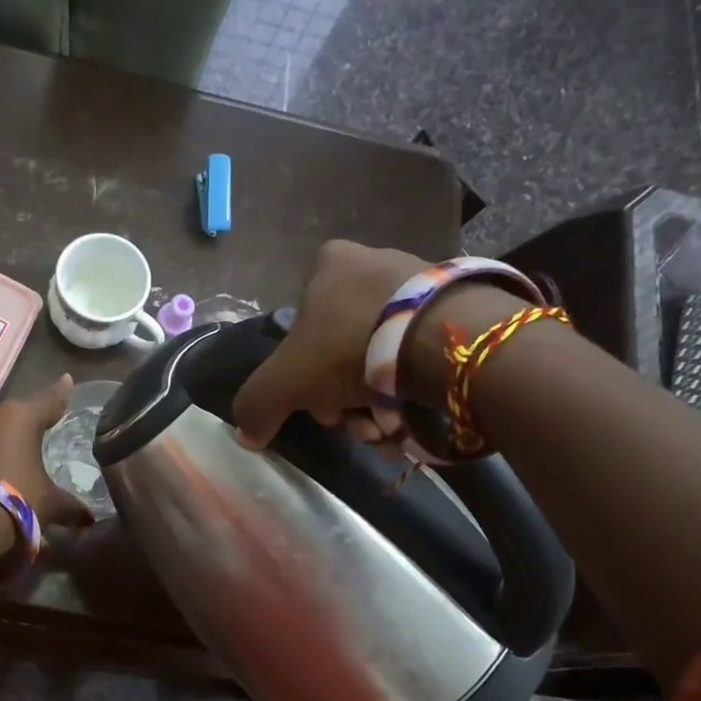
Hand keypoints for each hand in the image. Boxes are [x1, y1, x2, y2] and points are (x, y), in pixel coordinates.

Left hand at [0, 374, 89, 527]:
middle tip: (49, 424)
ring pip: (0, 427)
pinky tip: (4, 463)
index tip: (67, 380)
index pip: (50, 400)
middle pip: (22, 413)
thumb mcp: (52, 503)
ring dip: (12, 436)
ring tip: (26, 449)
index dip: (62, 393)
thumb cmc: (20, 498)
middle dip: (34, 420)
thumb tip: (89, 519)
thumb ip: (73, 506)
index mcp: (23, 416)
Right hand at [232, 240, 424, 446]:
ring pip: (378, 362)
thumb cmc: (350, 348)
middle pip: (339, 353)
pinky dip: (408, 395)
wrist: (444, 342)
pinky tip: (410, 421)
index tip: (320, 406)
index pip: (300, 329)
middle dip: (342, 400)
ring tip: (386, 430)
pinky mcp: (454, 311)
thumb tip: (247, 435)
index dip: (303, 376)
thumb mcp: (285, 380)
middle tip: (355, 424)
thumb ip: (257, 405)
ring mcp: (416, 286)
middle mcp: (372, 265)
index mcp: (328, 265)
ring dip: (375, 407)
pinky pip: (417, 359)